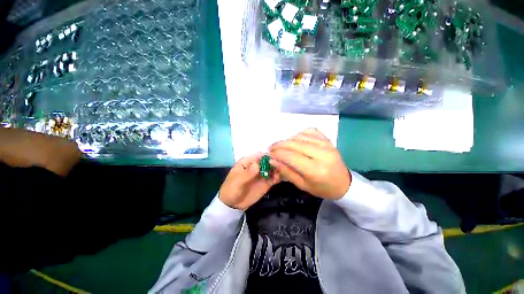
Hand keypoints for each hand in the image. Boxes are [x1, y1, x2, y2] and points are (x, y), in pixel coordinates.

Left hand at [219, 153, 279, 210]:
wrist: (232, 204)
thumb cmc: (231, 189)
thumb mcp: (237, 181)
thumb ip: (247, 174)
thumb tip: (257, 165)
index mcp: (248, 162)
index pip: (259, 155)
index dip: (267, 156)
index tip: (275, 159)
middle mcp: (257, 166)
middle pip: (268, 161)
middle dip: (275, 162)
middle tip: (280, 167)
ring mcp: (262, 174)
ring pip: (273, 169)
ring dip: (278, 170)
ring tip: (280, 174)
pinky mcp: (266, 183)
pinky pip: (274, 178)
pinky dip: (278, 177)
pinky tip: (278, 180)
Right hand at [269, 128, 350, 199]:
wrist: (344, 184)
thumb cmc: (322, 188)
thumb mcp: (302, 185)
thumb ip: (286, 172)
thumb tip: (272, 160)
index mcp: (315, 170)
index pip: (291, 156)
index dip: (277, 153)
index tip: (269, 154)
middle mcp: (322, 154)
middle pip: (294, 144)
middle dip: (279, 145)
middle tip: (271, 148)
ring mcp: (326, 145)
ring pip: (300, 136)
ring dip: (288, 140)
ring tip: (282, 146)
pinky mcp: (328, 140)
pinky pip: (310, 131)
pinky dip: (300, 134)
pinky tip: (296, 140)